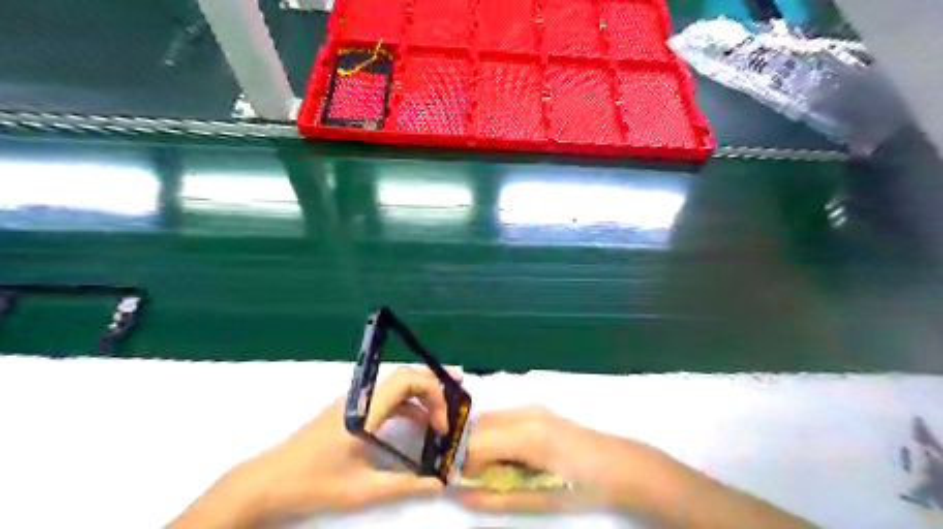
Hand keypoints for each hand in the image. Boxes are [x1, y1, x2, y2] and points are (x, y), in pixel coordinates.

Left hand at [170, 367, 456, 527]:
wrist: (266, 482)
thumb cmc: (313, 483)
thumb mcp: (362, 489)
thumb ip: (404, 485)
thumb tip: (439, 484)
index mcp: (365, 408)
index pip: (407, 379)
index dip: (433, 393)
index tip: (442, 423)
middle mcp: (361, 397)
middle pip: (405, 376)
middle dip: (432, 387)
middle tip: (455, 401)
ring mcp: (354, 401)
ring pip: (395, 386)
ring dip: (420, 396)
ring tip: (440, 415)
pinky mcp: (349, 410)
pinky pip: (385, 398)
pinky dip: (405, 405)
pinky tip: (415, 423)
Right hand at [457, 404, 631, 507]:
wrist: (619, 465)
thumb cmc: (583, 487)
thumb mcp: (540, 499)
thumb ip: (496, 498)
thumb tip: (461, 494)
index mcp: (528, 435)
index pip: (475, 440)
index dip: (463, 462)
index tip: (466, 481)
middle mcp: (525, 413)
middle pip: (477, 425)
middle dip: (469, 450)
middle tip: (478, 476)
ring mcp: (531, 407)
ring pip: (488, 419)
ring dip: (481, 442)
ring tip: (495, 467)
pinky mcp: (536, 408)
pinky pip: (502, 418)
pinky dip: (494, 435)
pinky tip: (509, 454)